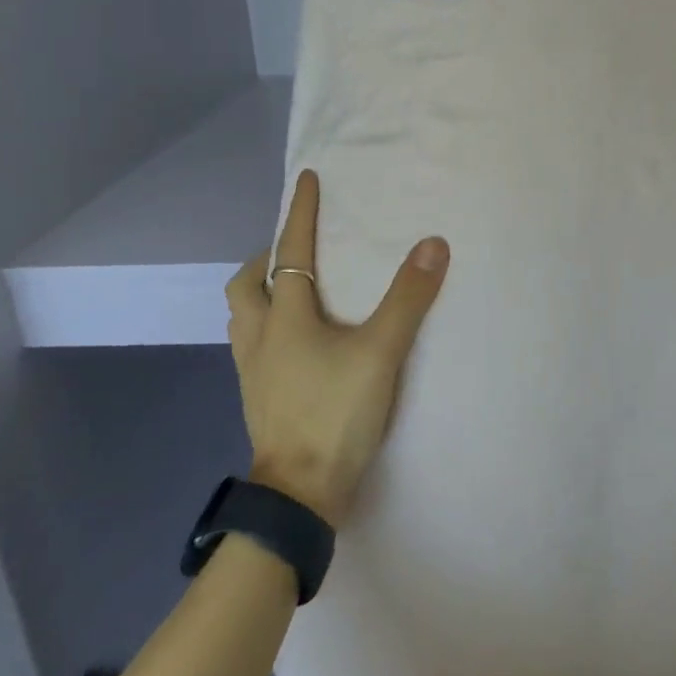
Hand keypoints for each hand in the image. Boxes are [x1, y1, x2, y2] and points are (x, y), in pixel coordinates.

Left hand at [225, 170, 449, 525]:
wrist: (300, 496)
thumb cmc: (336, 414)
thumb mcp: (381, 352)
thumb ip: (408, 298)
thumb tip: (433, 244)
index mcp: (284, 317)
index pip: (288, 250)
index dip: (298, 212)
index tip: (305, 179)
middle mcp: (259, 338)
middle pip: (245, 285)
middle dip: (265, 257)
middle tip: (294, 250)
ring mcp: (253, 372)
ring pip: (243, 318)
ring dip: (260, 293)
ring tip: (290, 290)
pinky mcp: (257, 398)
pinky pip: (252, 346)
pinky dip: (267, 328)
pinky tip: (293, 343)